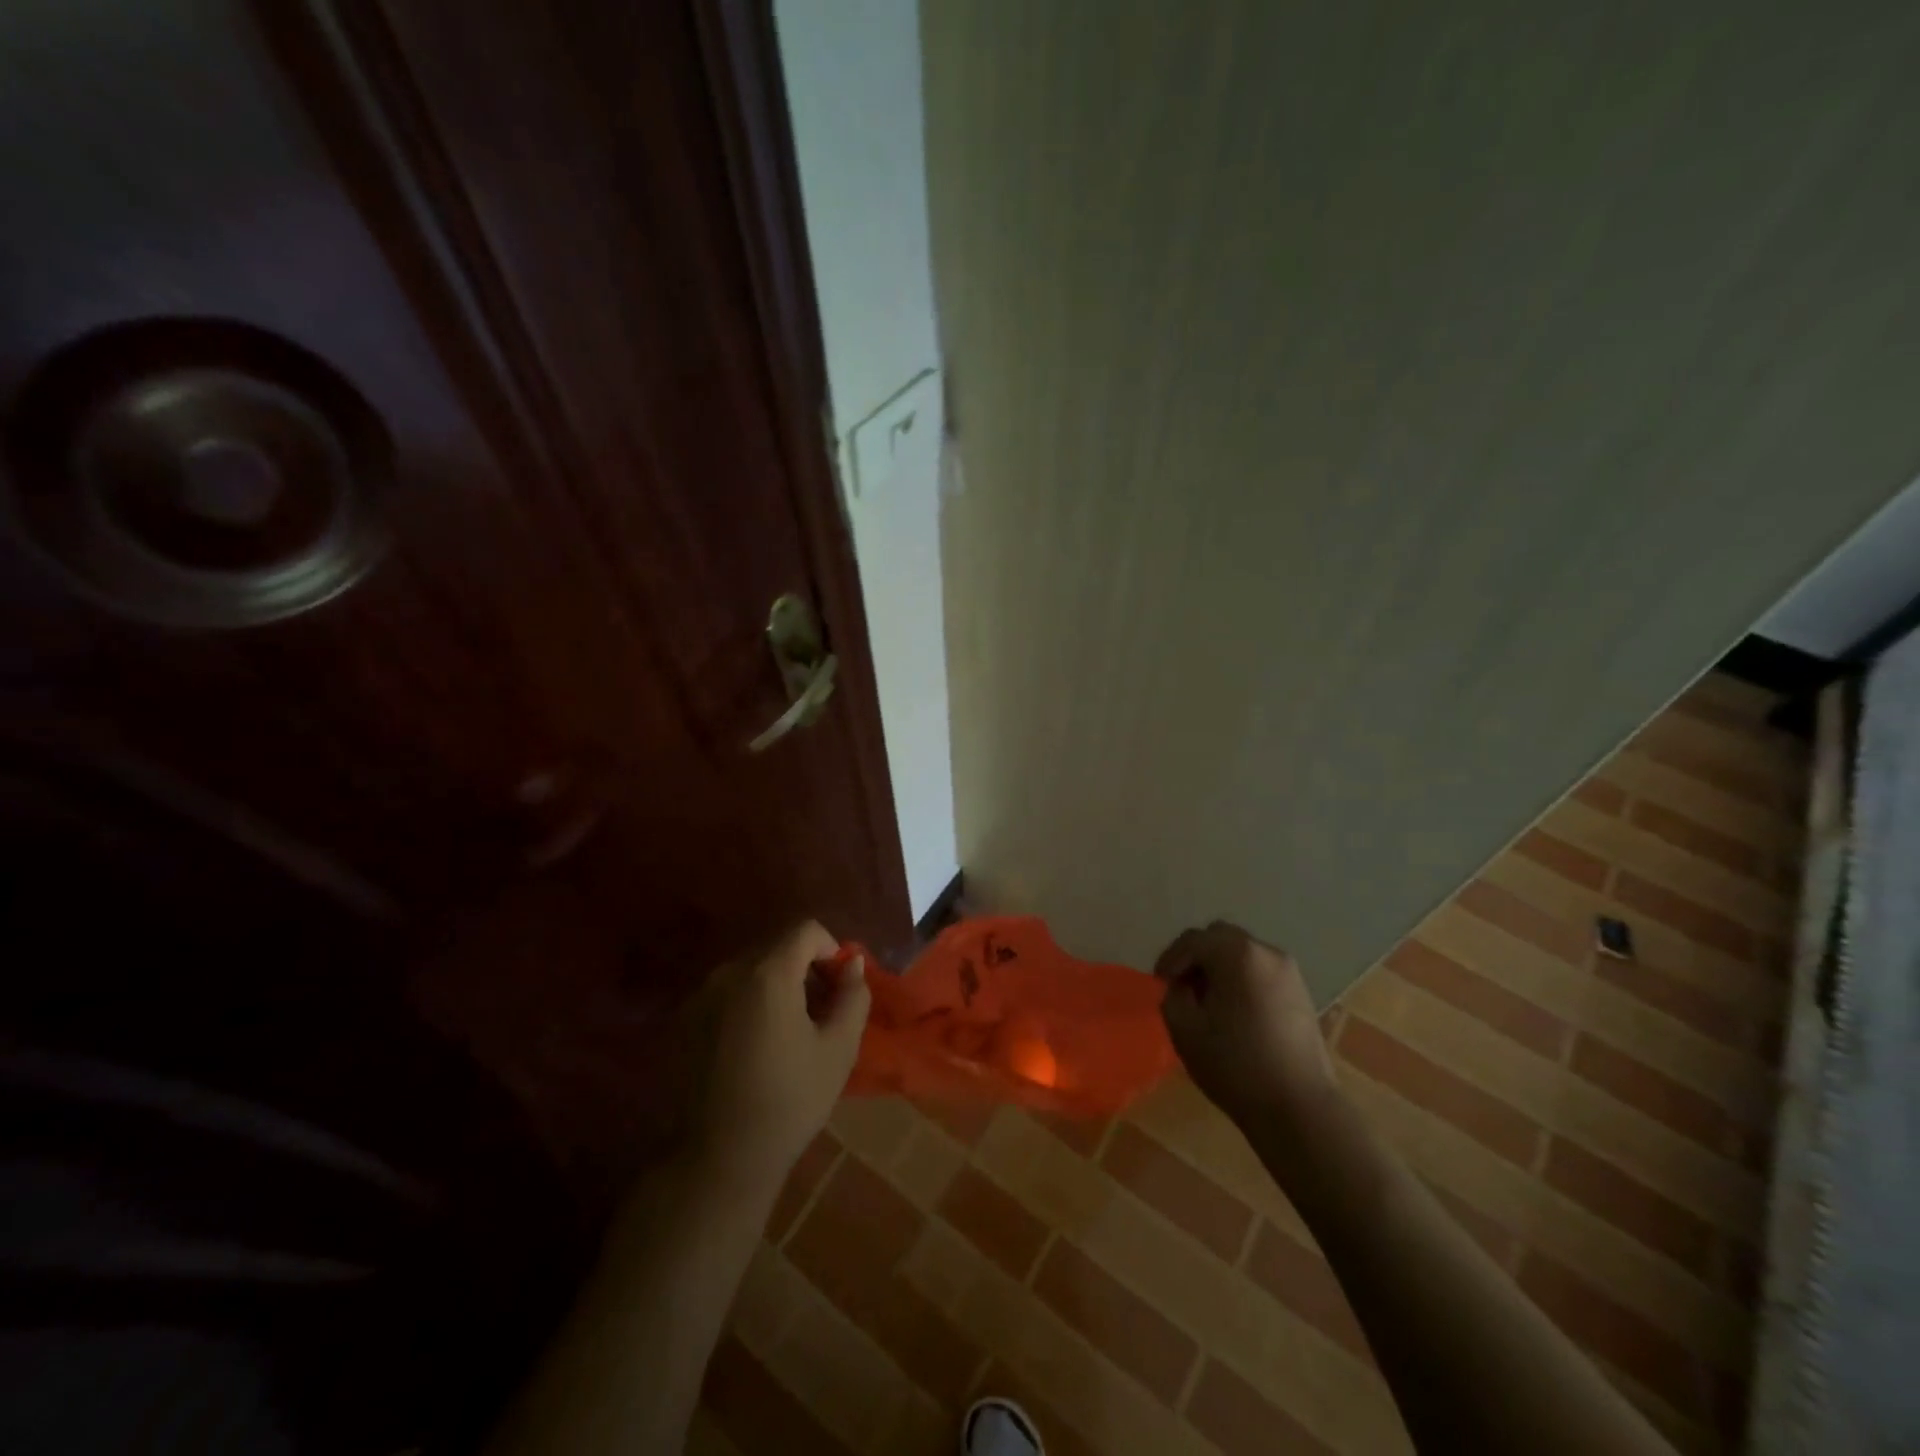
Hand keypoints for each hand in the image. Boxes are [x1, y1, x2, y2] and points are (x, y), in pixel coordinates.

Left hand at [693, 921, 870, 1188]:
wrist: (718, 1160)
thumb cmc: (789, 1102)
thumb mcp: (839, 1049)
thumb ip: (853, 995)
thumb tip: (853, 964)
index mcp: (768, 974)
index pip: (806, 930)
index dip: (831, 949)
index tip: (839, 987)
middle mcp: (729, 973)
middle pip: (777, 948)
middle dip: (805, 968)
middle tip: (821, 1012)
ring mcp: (701, 996)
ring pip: (751, 970)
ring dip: (777, 986)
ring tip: (789, 1033)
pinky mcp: (684, 1021)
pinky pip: (727, 993)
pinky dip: (749, 1003)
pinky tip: (755, 1048)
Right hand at [1154, 921, 1337, 1144]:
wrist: (1300, 1108)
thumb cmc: (1236, 1066)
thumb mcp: (1184, 1029)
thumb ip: (1173, 995)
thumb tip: (1182, 986)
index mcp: (1236, 954)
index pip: (1192, 940)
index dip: (1170, 959)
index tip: (1159, 985)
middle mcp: (1266, 951)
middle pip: (1220, 938)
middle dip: (1196, 957)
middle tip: (1182, 987)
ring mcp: (1288, 971)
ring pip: (1242, 953)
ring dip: (1219, 968)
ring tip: (1208, 1002)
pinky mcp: (1301, 992)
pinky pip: (1260, 971)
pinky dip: (1241, 979)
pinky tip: (1235, 1012)